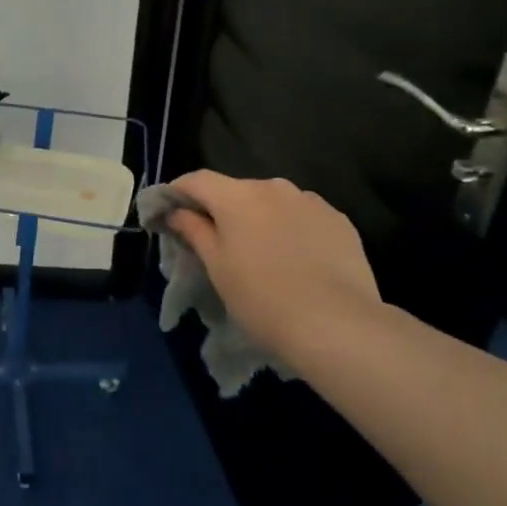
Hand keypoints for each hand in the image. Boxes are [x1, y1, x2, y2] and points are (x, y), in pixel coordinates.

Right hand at [166, 172, 385, 363]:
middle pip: (237, 191)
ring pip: (273, 203)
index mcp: (238, 196)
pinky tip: (296, 260)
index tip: (167, 212)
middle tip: (217, 243)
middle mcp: (274, 187)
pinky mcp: (339, 220)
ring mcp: (311, 201)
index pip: (197, 180)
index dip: (178, 192)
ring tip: (262, 254)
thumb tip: (176, 212)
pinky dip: (292, 229)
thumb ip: (194, 231)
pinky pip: (303, 217)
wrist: (337, 325)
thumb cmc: (263, 298)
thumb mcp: (217, 268)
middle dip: (223, 210)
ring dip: (260, 219)